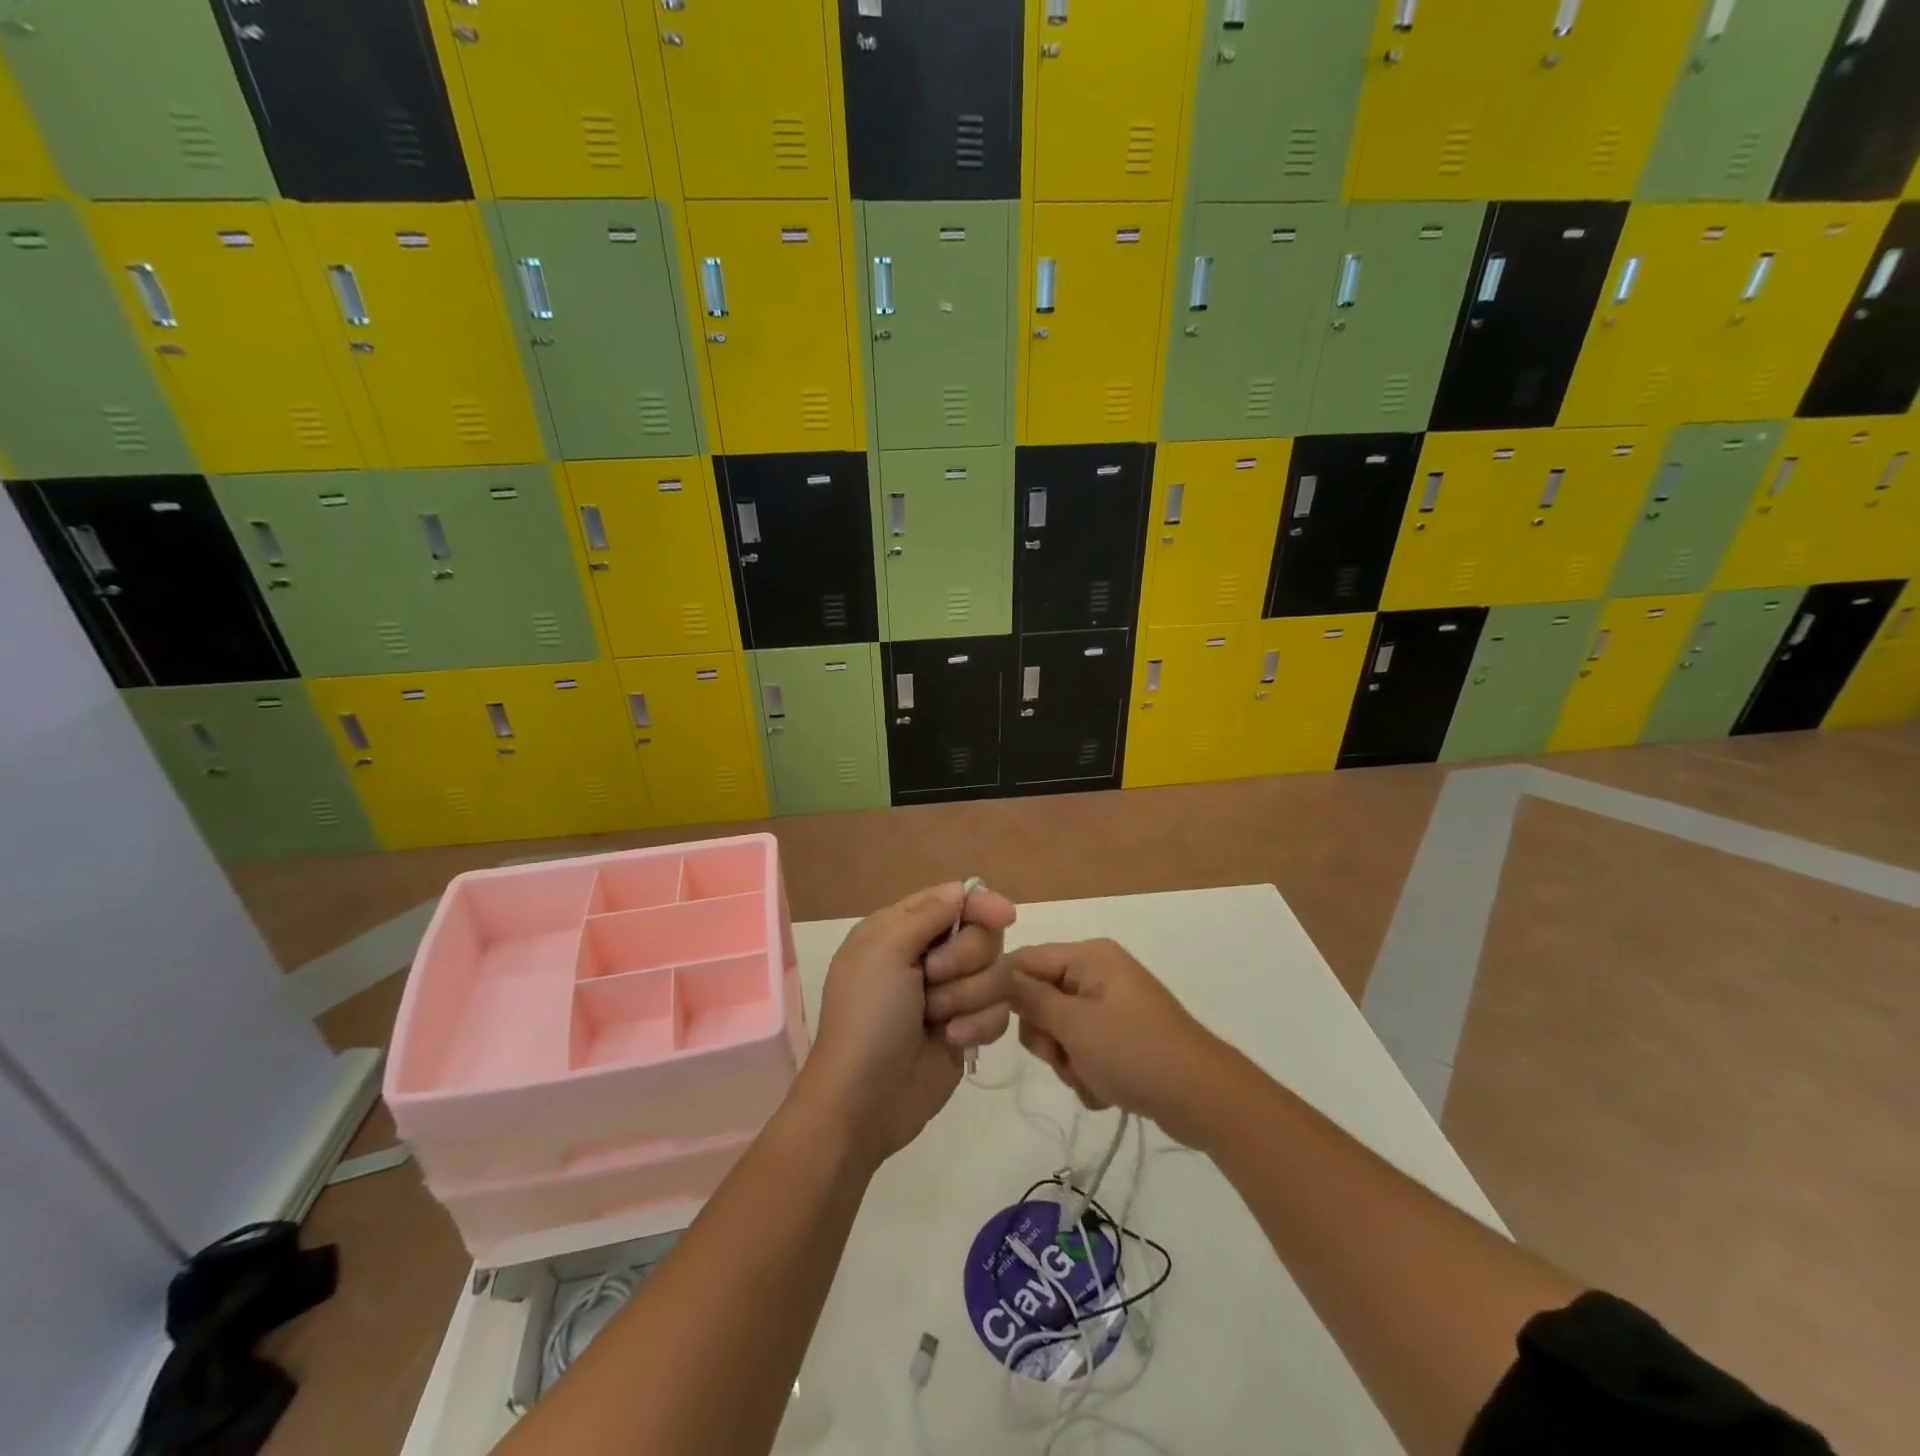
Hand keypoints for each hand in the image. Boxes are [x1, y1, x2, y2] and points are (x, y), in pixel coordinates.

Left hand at [799, 883, 1016, 1164]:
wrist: (864, 1101)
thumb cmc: (867, 1018)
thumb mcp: (885, 952)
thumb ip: (927, 915)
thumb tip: (962, 889)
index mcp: (899, 930)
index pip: (952, 900)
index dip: (979, 904)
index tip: (1003, 916)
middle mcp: (927, 956)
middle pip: (981, 935)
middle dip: (964, 958)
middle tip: (932, 978)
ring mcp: (949, 994)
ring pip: (996, 973)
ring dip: (967, 996)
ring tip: (936, 1019)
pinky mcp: (968, 1028)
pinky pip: (999, 1011)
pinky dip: (978, 1024)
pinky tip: (953, 1041)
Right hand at [1006, 939, 1230, 1146]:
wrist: (1204, 1098)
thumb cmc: (1135, 1052)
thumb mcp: (1075, 1025)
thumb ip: (1030, 999)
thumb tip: (996, 974)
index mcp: (1089, 957)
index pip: (1024, 961)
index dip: (996, 988)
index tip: (970, 1020)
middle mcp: (1098, 973)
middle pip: (1040, 998)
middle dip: (1046, 1036)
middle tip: (1063, 1056)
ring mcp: (1111, 1005)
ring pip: (1059, 1029)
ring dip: (1066, 1060)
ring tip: (1091, 1077)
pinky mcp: (1121, 1036)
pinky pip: (1083, 1048)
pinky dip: (1086, 1071)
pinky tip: (1106, 1089)